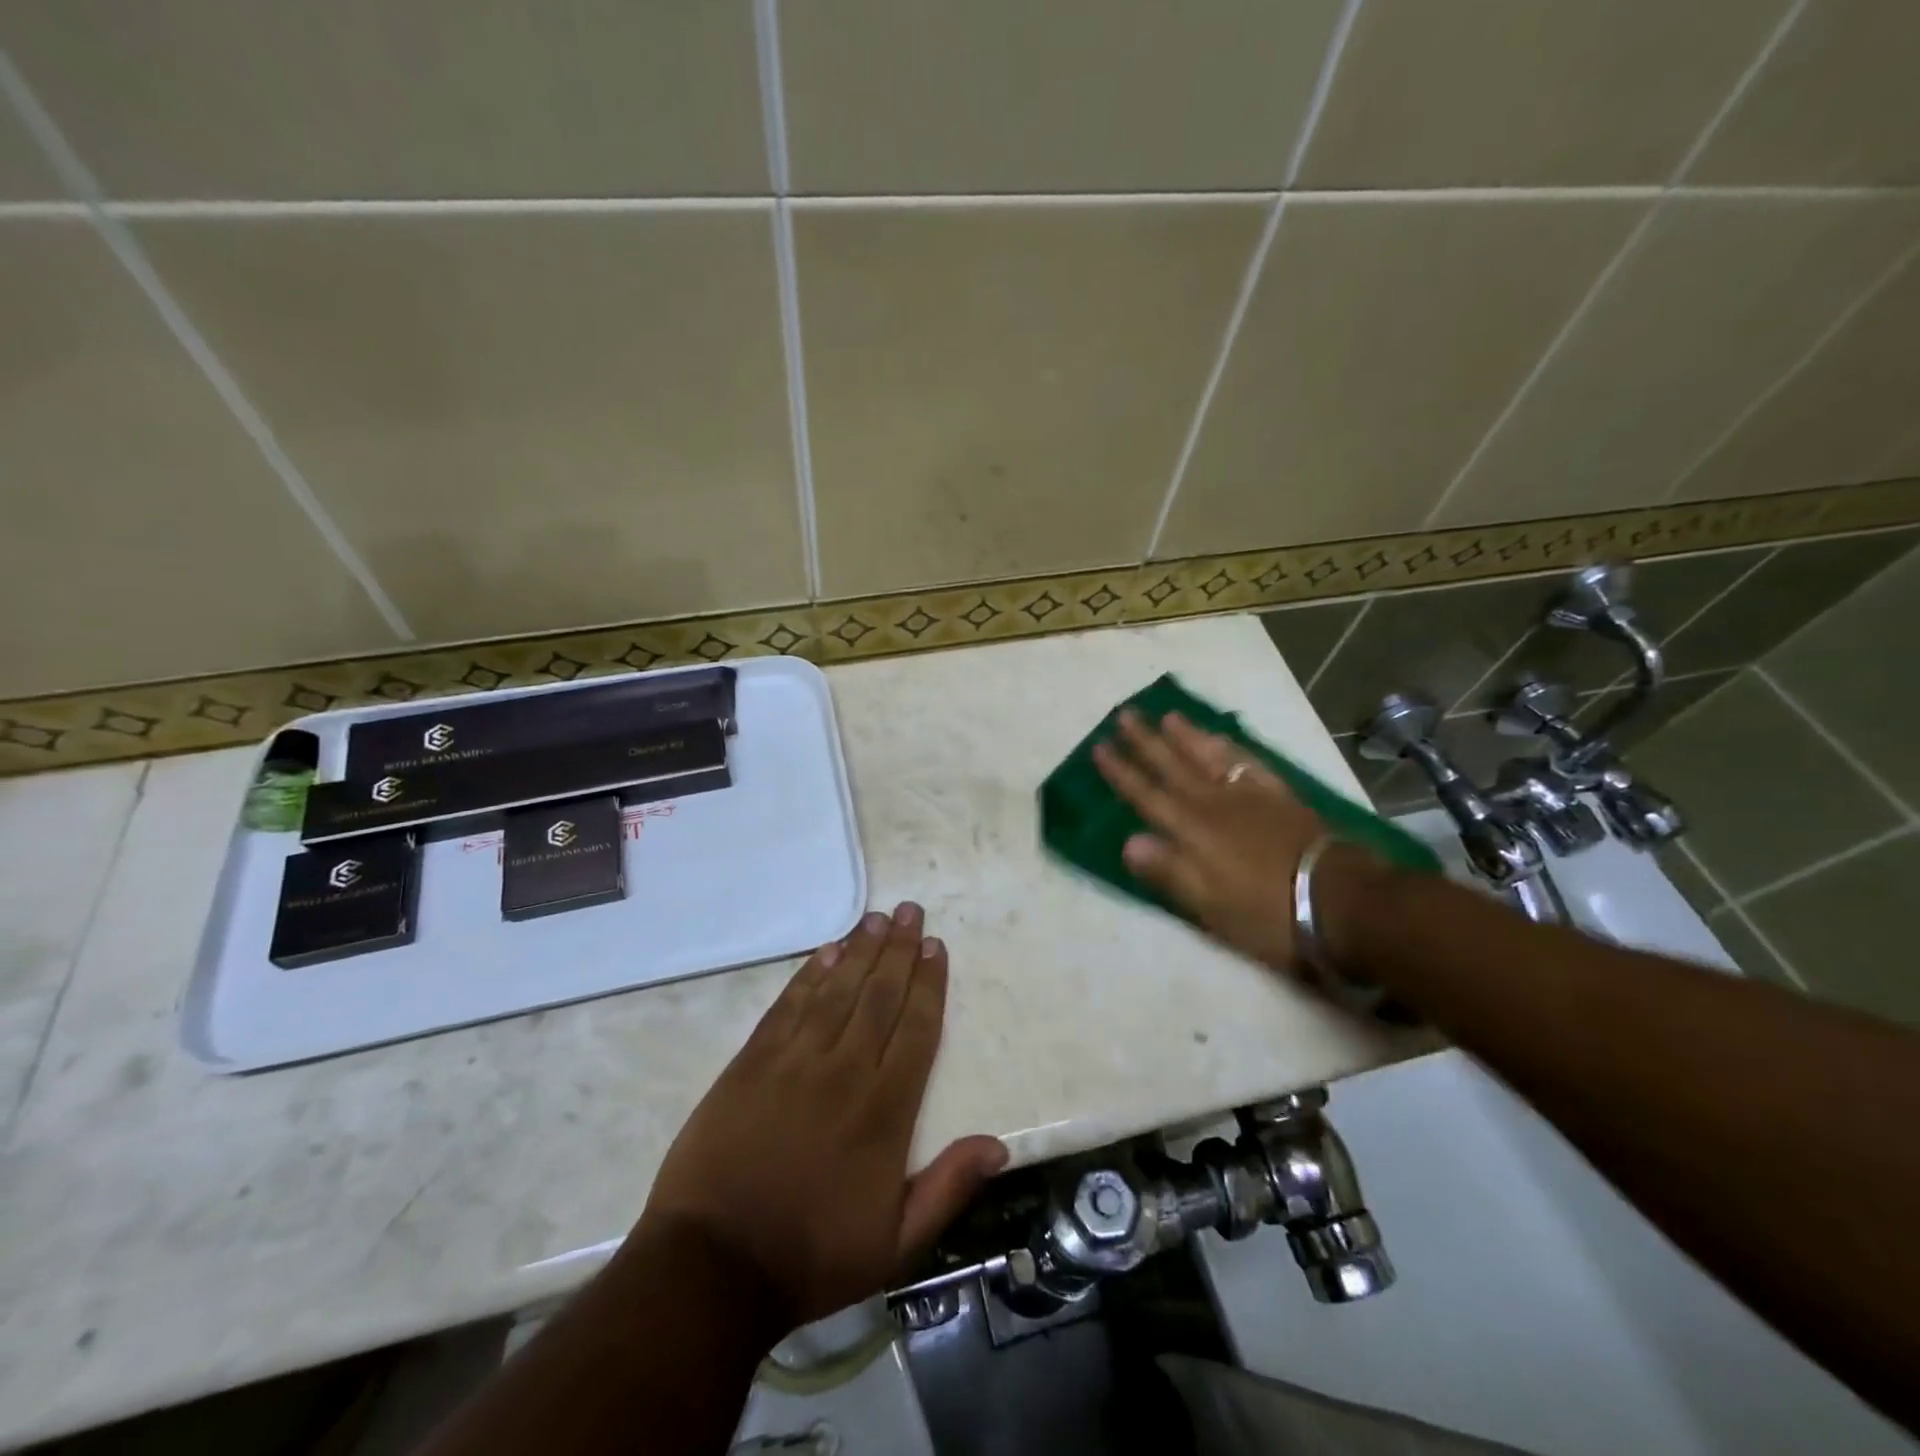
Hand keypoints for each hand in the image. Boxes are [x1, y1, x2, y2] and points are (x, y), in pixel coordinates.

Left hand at [638, 902, 1006, 1327]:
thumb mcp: (896, 1245)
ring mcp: (794, 1062)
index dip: (929, 984)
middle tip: (911, 911)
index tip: (937, 947)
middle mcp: (845, 1072)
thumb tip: (998, 1145)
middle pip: (880, 996)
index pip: (916, 1029)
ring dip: (860, 951)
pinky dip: (810, 975)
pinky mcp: (752, 1062)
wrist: (712, 1267)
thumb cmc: (811, 1256)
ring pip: (837, 991)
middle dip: (900, 950)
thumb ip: (948, 1189)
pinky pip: (788, 1006)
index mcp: (885, 1111)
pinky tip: (826, 952)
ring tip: (878, 918)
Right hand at [1092, 710, 1330, 972]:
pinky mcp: (1279, 796)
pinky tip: (1223, 739)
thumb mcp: (1208, 905)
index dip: (1121, 772)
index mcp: (1191, 831)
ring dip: (1186, 736)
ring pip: (1210, 757)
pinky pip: (1248, 763)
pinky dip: (1231, 748)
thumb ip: (1168, 870)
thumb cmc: (1265, 912)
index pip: (1146, 796)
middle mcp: (1214, 804)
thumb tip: (1127, 841)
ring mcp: (1249, 796)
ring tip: (1169, 716)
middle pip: (1173, 766)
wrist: (1338, 899)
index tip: (1099, 747)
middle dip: (1145, 742)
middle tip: (1125, 714)